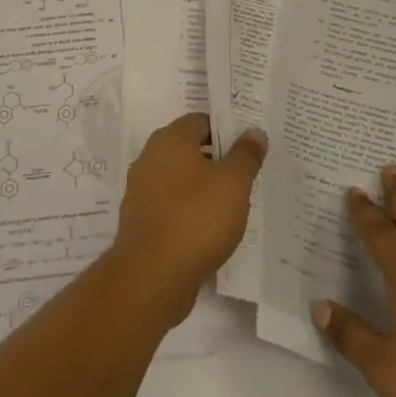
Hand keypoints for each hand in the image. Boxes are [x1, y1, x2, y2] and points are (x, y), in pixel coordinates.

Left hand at [111, 114, 266, 321]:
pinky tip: (211, 229)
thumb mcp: (234, 183)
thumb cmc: (197, 217)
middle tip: (247, 174)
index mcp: (169, 140)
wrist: (153, 275)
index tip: (249, 145)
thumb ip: (246, 155)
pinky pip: (171, 207)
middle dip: (217, 160)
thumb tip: (254, 132)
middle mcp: (150, 159)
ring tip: (234, 204)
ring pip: (180, 180)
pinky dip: (190, 212)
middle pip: (189, 150)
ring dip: (203, 188)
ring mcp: (141, 192)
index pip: (200, 121)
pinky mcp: (141, 222)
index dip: (226, 130)